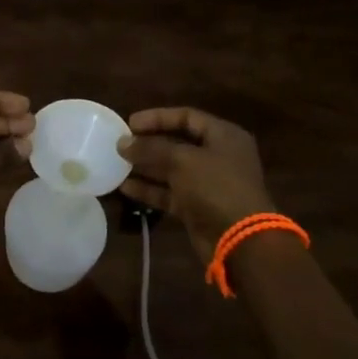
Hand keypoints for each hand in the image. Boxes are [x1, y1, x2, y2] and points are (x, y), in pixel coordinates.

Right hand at [117, 107, 275, 262]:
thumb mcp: (182, 161)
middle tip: (121, 144)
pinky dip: (150, 190)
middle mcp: (217, 156)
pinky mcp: (197, 207)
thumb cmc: (216, 187)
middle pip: (177, 143)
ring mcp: (207, 183)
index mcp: (223, 136)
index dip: (158, 117)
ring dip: (146, 167)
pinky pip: (170, 193)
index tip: (130, 123)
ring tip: (117, 164)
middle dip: (149, 144)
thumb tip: (123, 143)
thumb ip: (151, 148)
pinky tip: (125, 187)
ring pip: (171, 170)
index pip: (187, 117)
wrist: (240, 241)